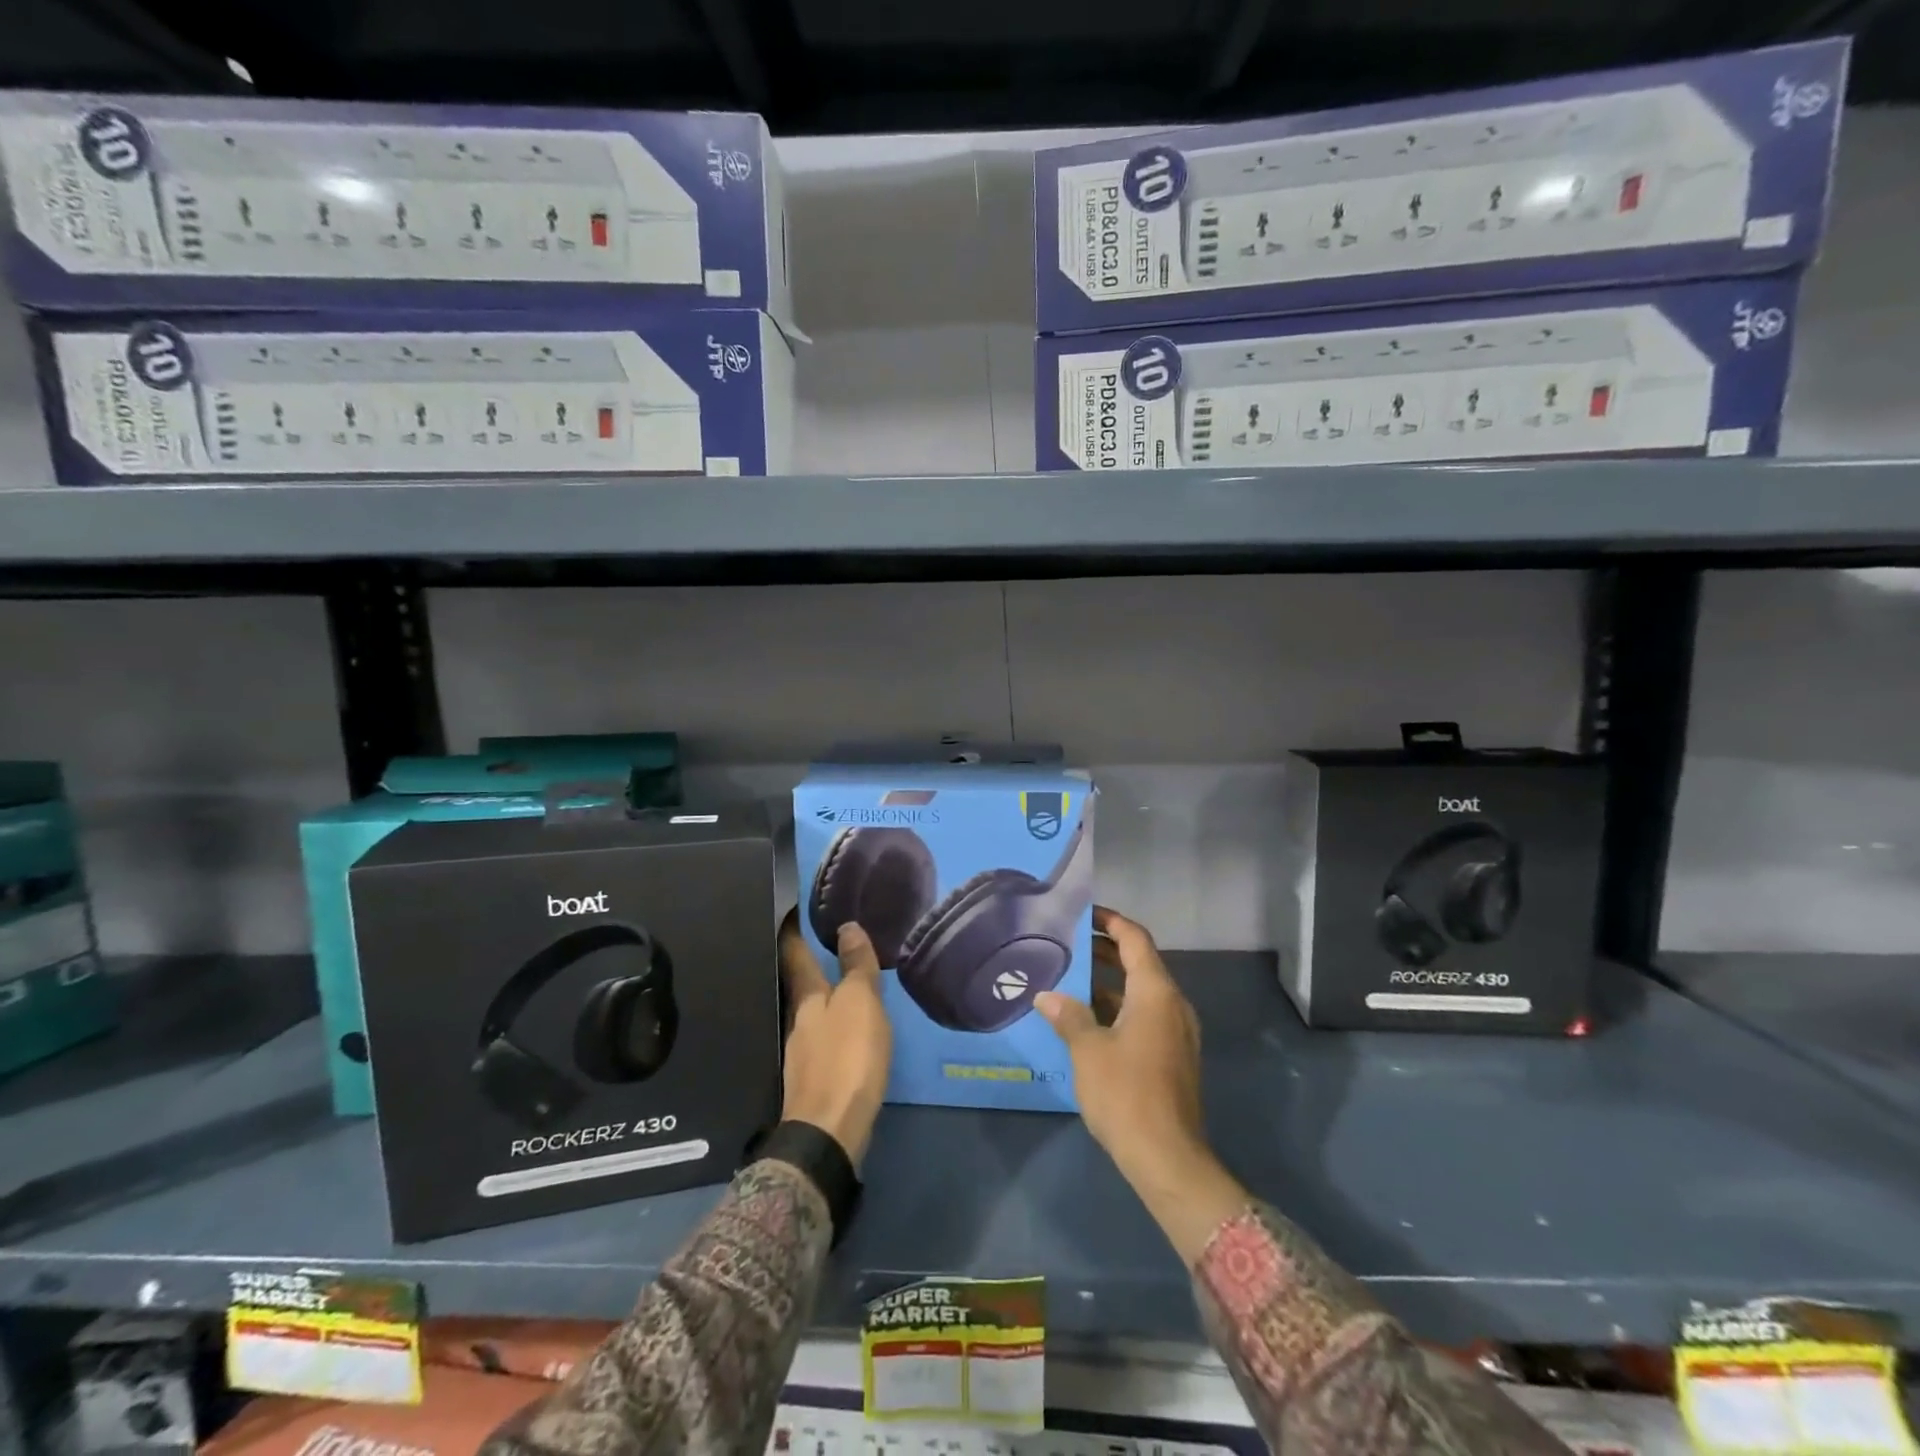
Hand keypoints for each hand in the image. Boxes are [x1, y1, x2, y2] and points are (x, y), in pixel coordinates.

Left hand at [777, 908, 891, 1166]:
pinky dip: (830, 1026)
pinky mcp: (812, 1079)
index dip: (792, 932)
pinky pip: (821, 1039)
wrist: (829, 1132)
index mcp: (807, 999)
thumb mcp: (860, 1004)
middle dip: (807, 965)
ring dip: (821, 997)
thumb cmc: (847, 1058)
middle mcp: (797, 1021)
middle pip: (799, 985)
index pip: (795, 955)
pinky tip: (843, 1031)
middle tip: (823, 942)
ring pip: (810, 1013)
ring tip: (839, 984)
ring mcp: (801, 1053)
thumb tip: (847, 926)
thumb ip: (855, 967)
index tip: (790, 911)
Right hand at [1034, 906, 1248, 1264]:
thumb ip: (1068, 1016)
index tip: (1083, 911)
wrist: (1168, 1159)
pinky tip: (1085, 1021)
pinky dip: (1117, 1008)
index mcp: (1156, 992)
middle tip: (1067, 943)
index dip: (1110, 920)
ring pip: (1140, 993)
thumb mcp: (1088, 1049)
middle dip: (1104, 950)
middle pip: (1139, 963)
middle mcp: (1172, 1005)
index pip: (1135, 939)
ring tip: (1068, 979)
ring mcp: (1175, 1033)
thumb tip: (1047, 996)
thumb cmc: (1126, 1093)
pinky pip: (1143, 1016)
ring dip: (1108, 983)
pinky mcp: (1172, 1057)